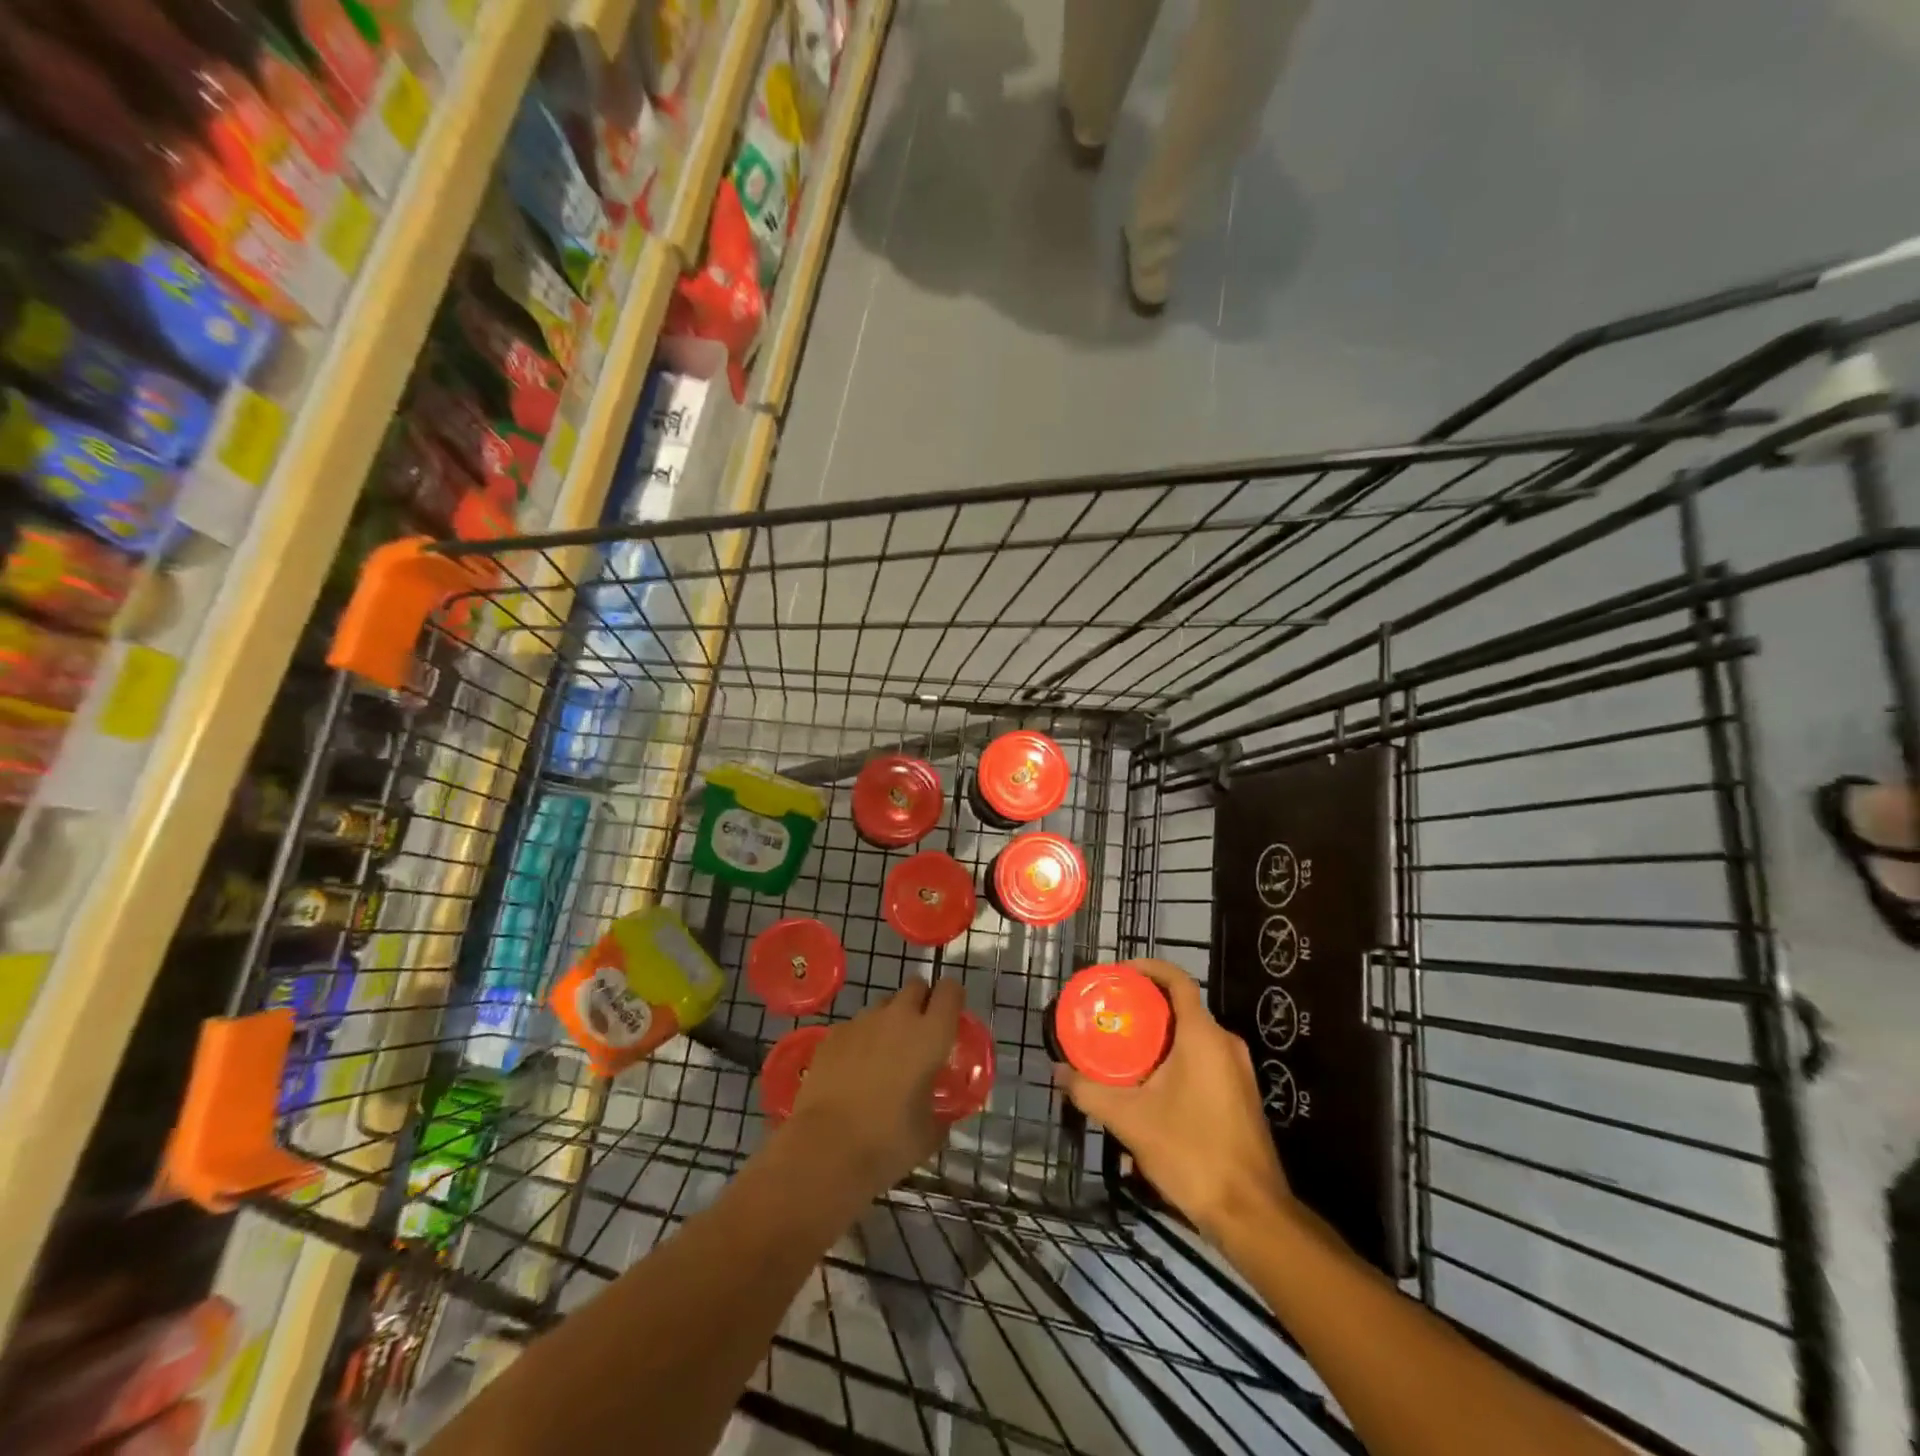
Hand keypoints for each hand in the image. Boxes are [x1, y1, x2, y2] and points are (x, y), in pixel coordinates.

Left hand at [783, 977, 963, 1198]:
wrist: (826, 1148)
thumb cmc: (889, 1141)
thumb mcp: (929, 1134)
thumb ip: (941, 1115)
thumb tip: (942, 1115)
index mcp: (931, 1034)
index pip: (950, 991)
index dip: (953, 997)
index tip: (952, 1014)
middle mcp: (898, 1017)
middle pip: (915, 986)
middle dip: (920, 1000)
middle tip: (919, 1031)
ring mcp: (862, 1021)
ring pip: (883, 1005)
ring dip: (889, 1020)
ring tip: (884, 1054)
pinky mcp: (833, 1034)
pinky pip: (855, 1025)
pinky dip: (860, 1039)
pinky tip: (854, 1069)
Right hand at [1054, 960, 1291, 1243]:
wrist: (1251, 1213)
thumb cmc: (1192, 1152)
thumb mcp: (1131, 1120)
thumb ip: (1090, 1091)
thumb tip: (1058, 1072)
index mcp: (1203, 1036)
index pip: (1178, 980)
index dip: (1148, 968)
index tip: (1119, 973)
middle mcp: (1225, 1044)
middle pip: (1181, 1008)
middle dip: (1145, 1008)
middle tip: (1110, 1016)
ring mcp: (1238, 1072)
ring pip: (1192, 1038)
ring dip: (1159, 1040)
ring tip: (1122, 1053)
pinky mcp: (1241, 1096)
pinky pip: (1203, 1061)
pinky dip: (1175, 1061)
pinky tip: (1150, 1090)